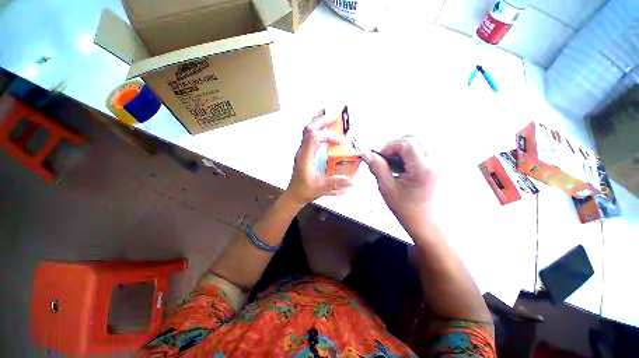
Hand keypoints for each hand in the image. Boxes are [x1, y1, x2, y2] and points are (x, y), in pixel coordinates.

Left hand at [285, 109, 353, 204]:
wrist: (294, 194)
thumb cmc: (305, 190)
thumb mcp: (321, 187)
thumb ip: (335, 183)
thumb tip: (352, 181)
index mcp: (305, 157)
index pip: (314, 137)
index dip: (328, 136)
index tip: (341, 141)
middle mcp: (302, 151)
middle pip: (309, 129)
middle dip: (322, 120)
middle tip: (335, 114)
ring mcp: (302, 151)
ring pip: (307, 131)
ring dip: (318, 122)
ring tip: (328, 115)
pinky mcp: (304, 153)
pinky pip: (309, 137)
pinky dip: (317, 130)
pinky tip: (324, 131)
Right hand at [361, 136, 437, 231]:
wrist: (422, 219)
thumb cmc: (405, 207)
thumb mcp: (386, 187)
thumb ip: (377, 167)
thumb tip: (366, 154)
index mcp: (423, 169)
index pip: (406, 143)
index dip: (389, 146)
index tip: (381, 157)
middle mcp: (434, 162)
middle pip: (414, 138)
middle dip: (395, 145)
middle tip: (386, 159)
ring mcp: (436, 163)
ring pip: (417, 142)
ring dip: (401, 149)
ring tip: (394, 163)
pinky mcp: (434, 164)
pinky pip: (420, 149)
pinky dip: (407, 153)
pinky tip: (401, 166)